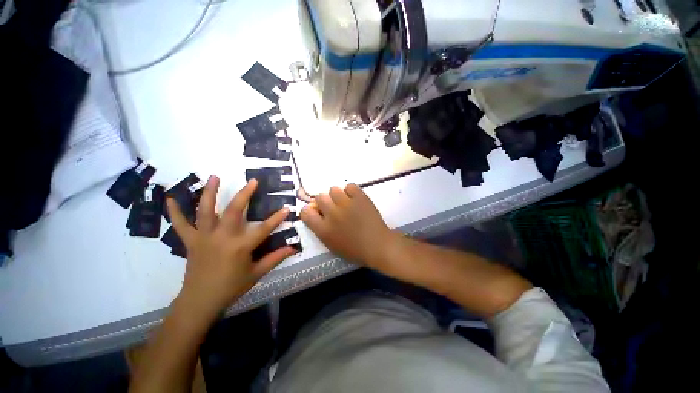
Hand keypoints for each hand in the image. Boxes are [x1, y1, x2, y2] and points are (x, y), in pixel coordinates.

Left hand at [167, 176, 295, 321]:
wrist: (200, 301)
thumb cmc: (231, 288)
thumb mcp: (256, 274)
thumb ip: (275, 258)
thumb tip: (292, 248)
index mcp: (240, 247)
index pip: (264, 229)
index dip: (277, 218)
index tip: (286, 208)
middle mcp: (222, 238)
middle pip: (233, 211)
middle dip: (244, 195)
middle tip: (252, 181)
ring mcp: (204, 238)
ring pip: (206, 211)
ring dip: (209, 193)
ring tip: (213, 177)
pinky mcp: (191, 242)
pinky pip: (181, 225)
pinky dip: (175, 212)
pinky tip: (171, 198)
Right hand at [300, 184, 401, 273]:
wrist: (378, 245)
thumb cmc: (355, 250)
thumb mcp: (332, 245)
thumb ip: (321, 229)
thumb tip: (318, 214)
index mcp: (323, 229)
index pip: (305, 212)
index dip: (310, 211)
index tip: (317, 212)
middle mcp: (332, 214)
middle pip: (319, 197)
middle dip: (325, 202)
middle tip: (334, 207)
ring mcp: (346, 204)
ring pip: (333, 189)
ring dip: (337, 196)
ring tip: (345, 202)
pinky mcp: (360, 197)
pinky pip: (350, 186)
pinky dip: (351, 191)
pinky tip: (355, 199)